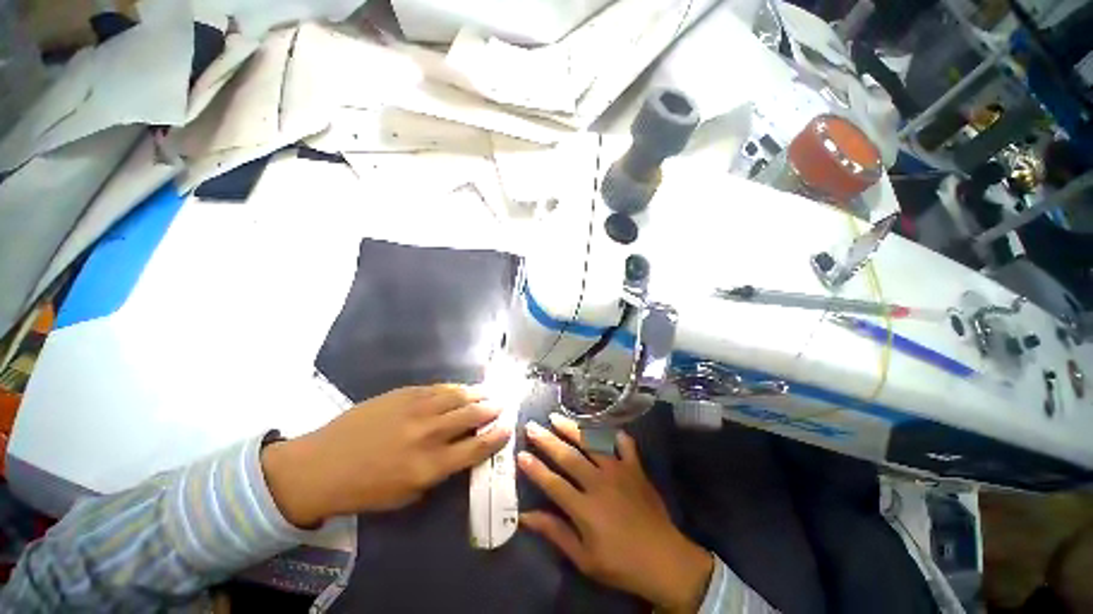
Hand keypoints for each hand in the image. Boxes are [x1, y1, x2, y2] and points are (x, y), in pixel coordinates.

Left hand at [262, 384, 509, 526]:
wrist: (321, 465)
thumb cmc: (365, 489)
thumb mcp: (406, 495)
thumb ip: (439, 473)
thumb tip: (461, 453)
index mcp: (430, 466)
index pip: (477, 448)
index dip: (498, 436)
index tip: (508, 428)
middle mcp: (429, 434)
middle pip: (473, 416)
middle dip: (493, 409)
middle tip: (502, 405)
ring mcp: (416, 410)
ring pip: (459, 396)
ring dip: (478, 394)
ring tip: (489, 393)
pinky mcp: (405, 394)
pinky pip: (439, 388)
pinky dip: (455, 388)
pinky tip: (462, 389)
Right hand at [519, 414, 712, 612]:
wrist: (665, 560)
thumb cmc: (620, 563)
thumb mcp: (584, 558)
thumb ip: (555, 533)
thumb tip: (526, 517)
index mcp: (585, 507)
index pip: (553, 483)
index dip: (535, 468)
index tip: (520, 454)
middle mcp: (599, 482)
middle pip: (568, 456)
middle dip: (547, 440)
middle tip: (532, 426)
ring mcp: (619, 471)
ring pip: (591, 443)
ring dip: (572, 428)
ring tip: (556, 417)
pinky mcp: (635, 468)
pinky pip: (623, 443)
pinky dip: (613, 433)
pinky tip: (603, 425)